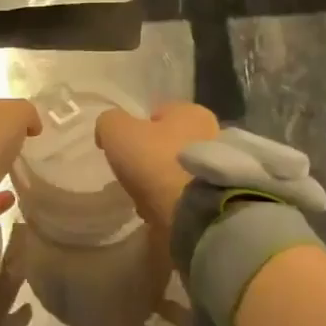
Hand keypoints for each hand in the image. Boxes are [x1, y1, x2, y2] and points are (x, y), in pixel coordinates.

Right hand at [95, 102, 219, 237]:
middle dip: (151, 158)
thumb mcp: (118, 131)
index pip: (160, 112)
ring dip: (161, 183)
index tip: (124, 148)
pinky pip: (186, 196)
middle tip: (133, 175)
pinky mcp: (217, 199)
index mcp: (192, 112)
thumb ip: (109, 123)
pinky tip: (159, 212)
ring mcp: (217, 169)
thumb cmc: (156, 162)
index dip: (137, 128)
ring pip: (178, 171)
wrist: (193, 213)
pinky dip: (172, 202)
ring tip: (145, 198)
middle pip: (170, 143)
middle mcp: (212, 134)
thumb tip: (108, 132)